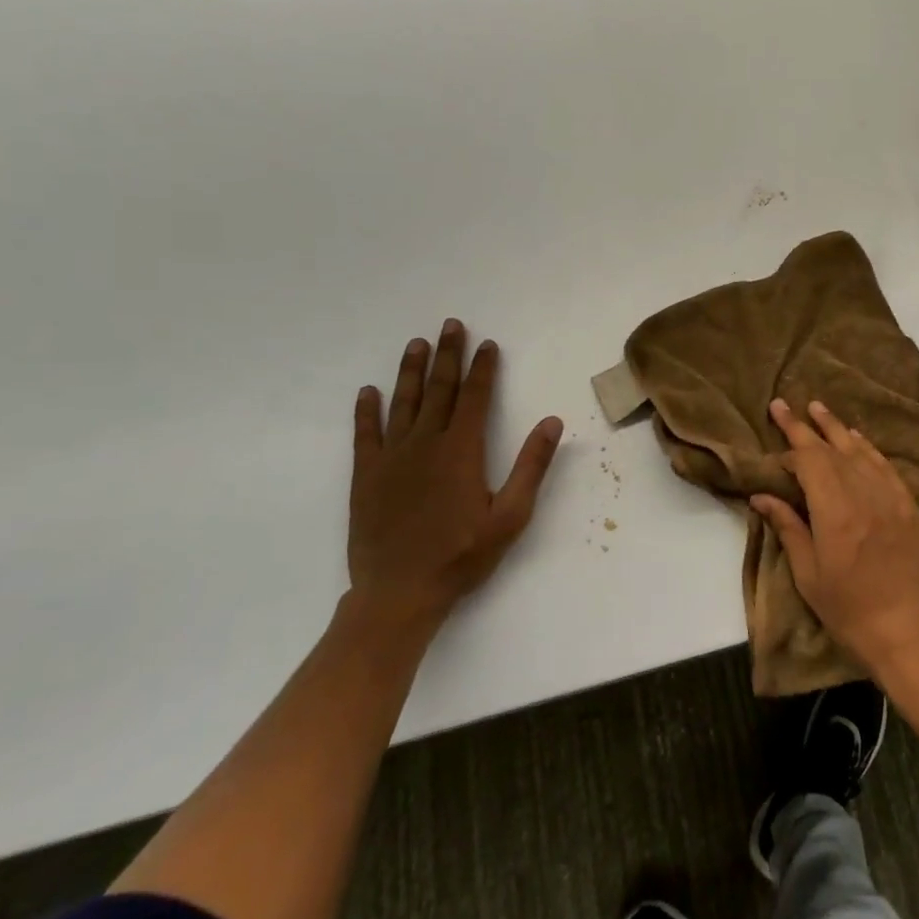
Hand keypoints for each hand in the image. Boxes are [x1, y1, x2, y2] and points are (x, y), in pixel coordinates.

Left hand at [347, 320, 562, 634]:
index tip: (488, 344)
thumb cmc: (462, 556)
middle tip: (451, 325)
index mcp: (461, 451)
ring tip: (417, 344)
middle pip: (440, 390)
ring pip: (403, 404)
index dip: (483, 368)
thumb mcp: (511, 516)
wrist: (398, 593)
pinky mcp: (366, 477)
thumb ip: (531, 466)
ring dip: (411, 372)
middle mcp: (425, 445)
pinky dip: (366, 411)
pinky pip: (366, 435)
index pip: (475, 397)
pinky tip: (368, 392)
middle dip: (448, 355)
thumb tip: (552, 422)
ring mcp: (392, 459)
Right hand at [751, 398, 918, 676]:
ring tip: (818, 409)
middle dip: (805, 426)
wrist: (907, 629)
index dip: (790, 450)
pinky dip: (867, 448)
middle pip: (831, 449)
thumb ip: (788, 527)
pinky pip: (884, 465)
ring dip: (836, 428)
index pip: (809, 462)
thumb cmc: (848, 609)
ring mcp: (890, 496)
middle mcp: (863, 493)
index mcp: (835, 510)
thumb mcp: (808, 573)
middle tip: (784, 404)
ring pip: (859, 450)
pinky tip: (857, 438)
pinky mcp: (908, 504)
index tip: (776, 454)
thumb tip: (762, 496)